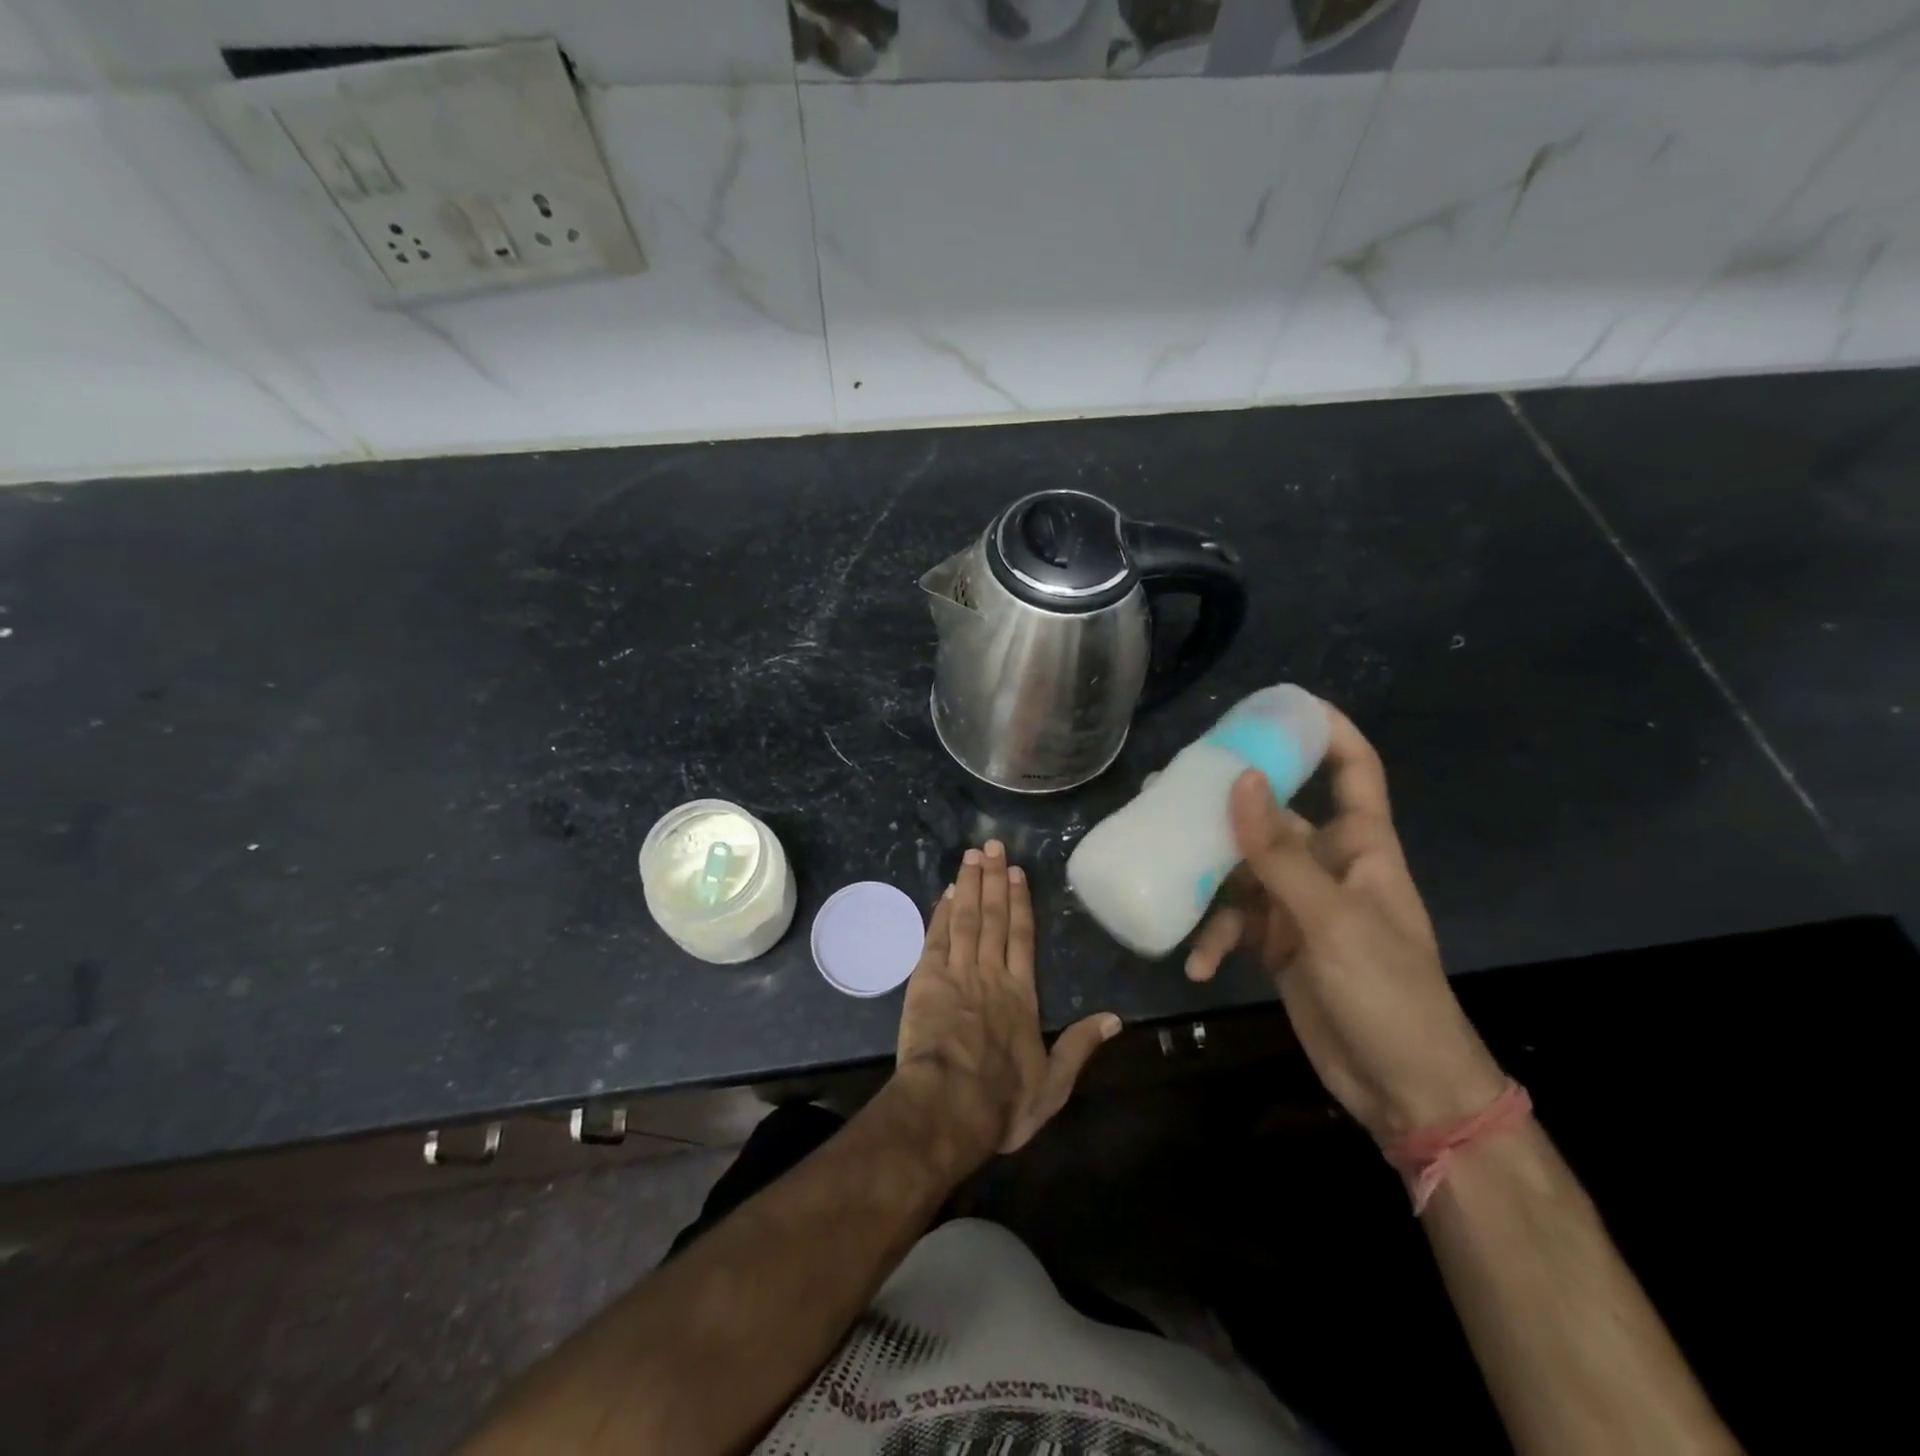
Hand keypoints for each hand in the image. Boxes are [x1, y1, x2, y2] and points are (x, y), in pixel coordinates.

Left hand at [896, 841, 1120, 1158]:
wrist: (949, 1106)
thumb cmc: (1003, 1101)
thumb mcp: (1053, 1084)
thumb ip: (1081, 1047)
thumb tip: (1116, 1019)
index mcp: (1021, 995)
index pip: (1022, 937)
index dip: (1020, 903)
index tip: (1016, 872)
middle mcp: (991, 974)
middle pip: (994, 918)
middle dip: (993, 880)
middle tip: (991, 845)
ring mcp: (958, 973)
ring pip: (966, 918)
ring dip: (969, 885)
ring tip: (971, 856)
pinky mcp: (927, 980)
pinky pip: (937, 937)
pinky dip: (942, 913)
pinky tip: (945, 893)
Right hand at [1184, 706, 1504, 1141]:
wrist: (1404, 1091)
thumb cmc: (1388, 994)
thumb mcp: (1330, 920)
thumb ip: (1279, 853)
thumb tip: (1239, 779)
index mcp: (1361, 848)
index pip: (1353, 771)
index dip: (1326, 732)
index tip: (1278, 706)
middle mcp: (1327, 867)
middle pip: (1273, 816)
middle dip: (1226, 805)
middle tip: (1170, 791)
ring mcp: (1299, 907)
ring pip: (1242, 869)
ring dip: (1207, 879)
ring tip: (1164, 872)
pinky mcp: (1277, 944)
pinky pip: (1234, 923)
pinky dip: (1213, 938)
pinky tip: (1197, 963)